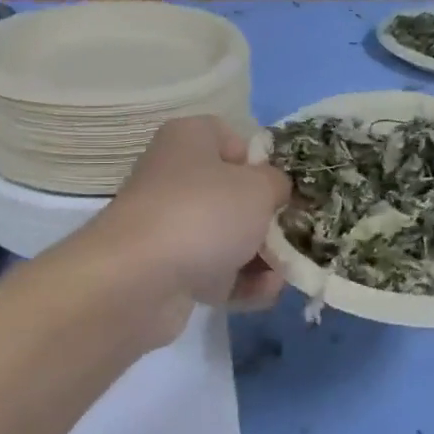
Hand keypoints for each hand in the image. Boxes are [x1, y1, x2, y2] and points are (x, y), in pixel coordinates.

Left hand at [80, 117, 290, 339]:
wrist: (138, 280)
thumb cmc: (204, 213)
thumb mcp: (259, 187)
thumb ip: (277, 184)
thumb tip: (275, 190)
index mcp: (189, 140)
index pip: (232, 139)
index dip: (262, 162)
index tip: (283, 186)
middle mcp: (175, 177)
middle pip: (233, 194)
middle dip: (267, 219)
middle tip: (295, 234)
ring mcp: (169, 226)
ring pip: (226, 237)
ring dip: (261, 257)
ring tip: (286, 272)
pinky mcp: (168, 270)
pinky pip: (214, 272)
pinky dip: (241, 283)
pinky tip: (266, 293)